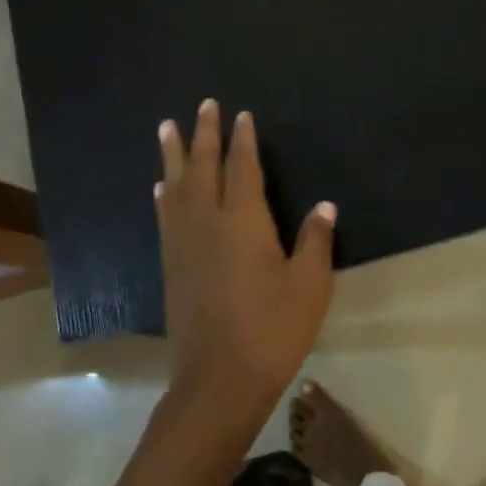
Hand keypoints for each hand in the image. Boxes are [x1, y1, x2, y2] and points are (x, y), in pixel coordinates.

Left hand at [156, 99, 335, 415]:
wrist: (218, 380)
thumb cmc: (272, 330)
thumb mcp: (308, 286)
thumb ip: (315, 241)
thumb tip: (324, 206)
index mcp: (244, 222)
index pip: (243, 169)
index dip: (243, 141)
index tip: (241, 115)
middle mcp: (208, 223)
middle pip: (203, 168)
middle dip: (204, 134)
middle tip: (203, 105)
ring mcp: (184, 244)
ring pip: (176, 187)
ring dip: (173, 155)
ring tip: (166, 128)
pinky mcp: (171, 266)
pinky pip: (165, 217)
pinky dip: (164, 196)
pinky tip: (161, 188)